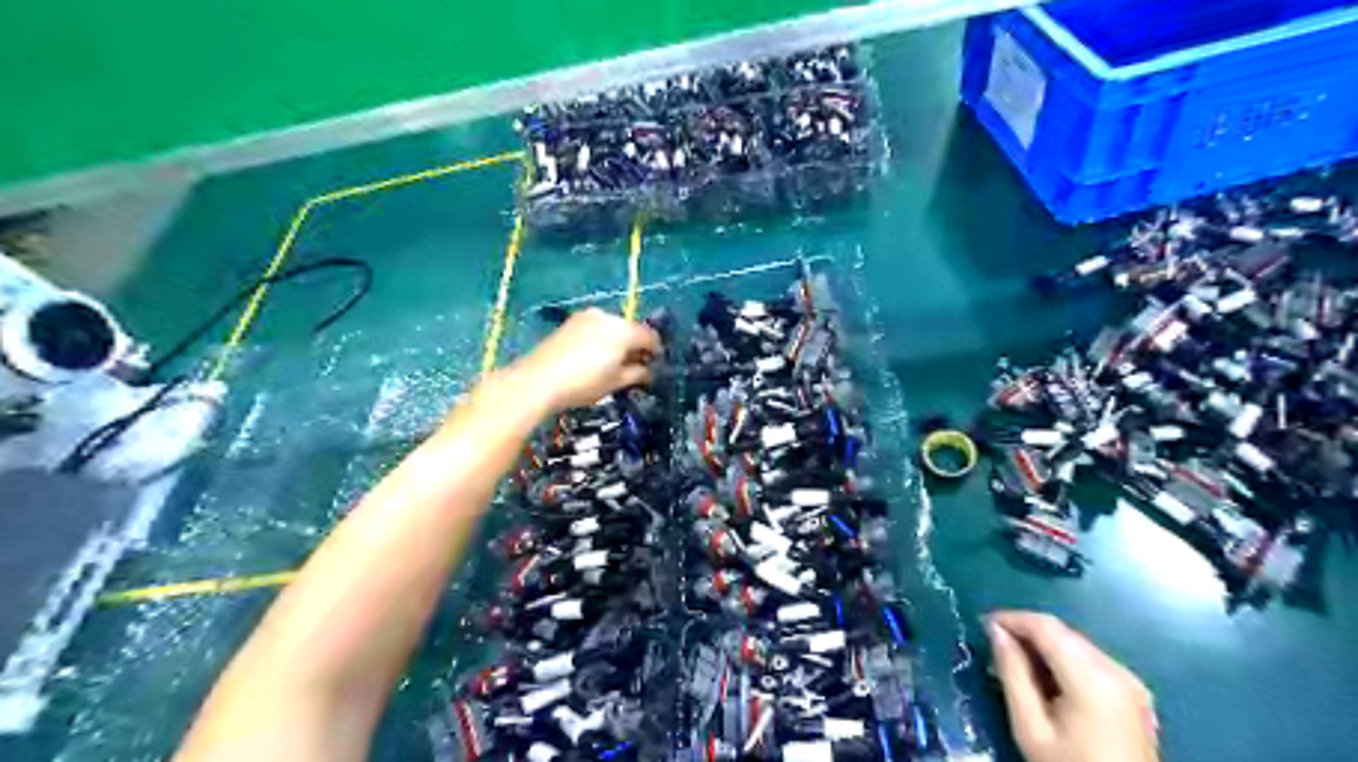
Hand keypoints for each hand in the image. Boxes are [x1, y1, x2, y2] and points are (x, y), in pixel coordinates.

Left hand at [505, 305, 661, 414]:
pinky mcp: (570, 322)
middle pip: (630, 329)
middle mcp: (607, 317)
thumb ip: (636, 374)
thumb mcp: (615, 382)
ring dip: (617, 342)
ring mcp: (587, 317)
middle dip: (635, 346)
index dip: (656, 351)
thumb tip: (648, 371)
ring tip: (613, 364)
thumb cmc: (583, 383)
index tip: (655, 365)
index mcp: (623, 330)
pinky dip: (601, 340)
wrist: (538, 380)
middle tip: (634, 367)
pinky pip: (595, 328)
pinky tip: (594, 358)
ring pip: (612, 327)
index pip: (649, 336)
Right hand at [990, 612, 1154, 761]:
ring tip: (1016, 663)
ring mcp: (1130, 682)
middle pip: (1063, 633)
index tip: (983, 624)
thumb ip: (1012, 674)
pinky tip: (1047, 679)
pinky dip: (1064, 660)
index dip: (1011, 618)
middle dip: (1026, 632)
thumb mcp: (1031, 727)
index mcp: (1092, 678)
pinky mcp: (1134, 694)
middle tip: (995, 646)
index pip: (1046, 626)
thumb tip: (995, 632)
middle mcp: (1117, 670)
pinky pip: (1091, 660)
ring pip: (1076, 644)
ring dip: (1044, 645)